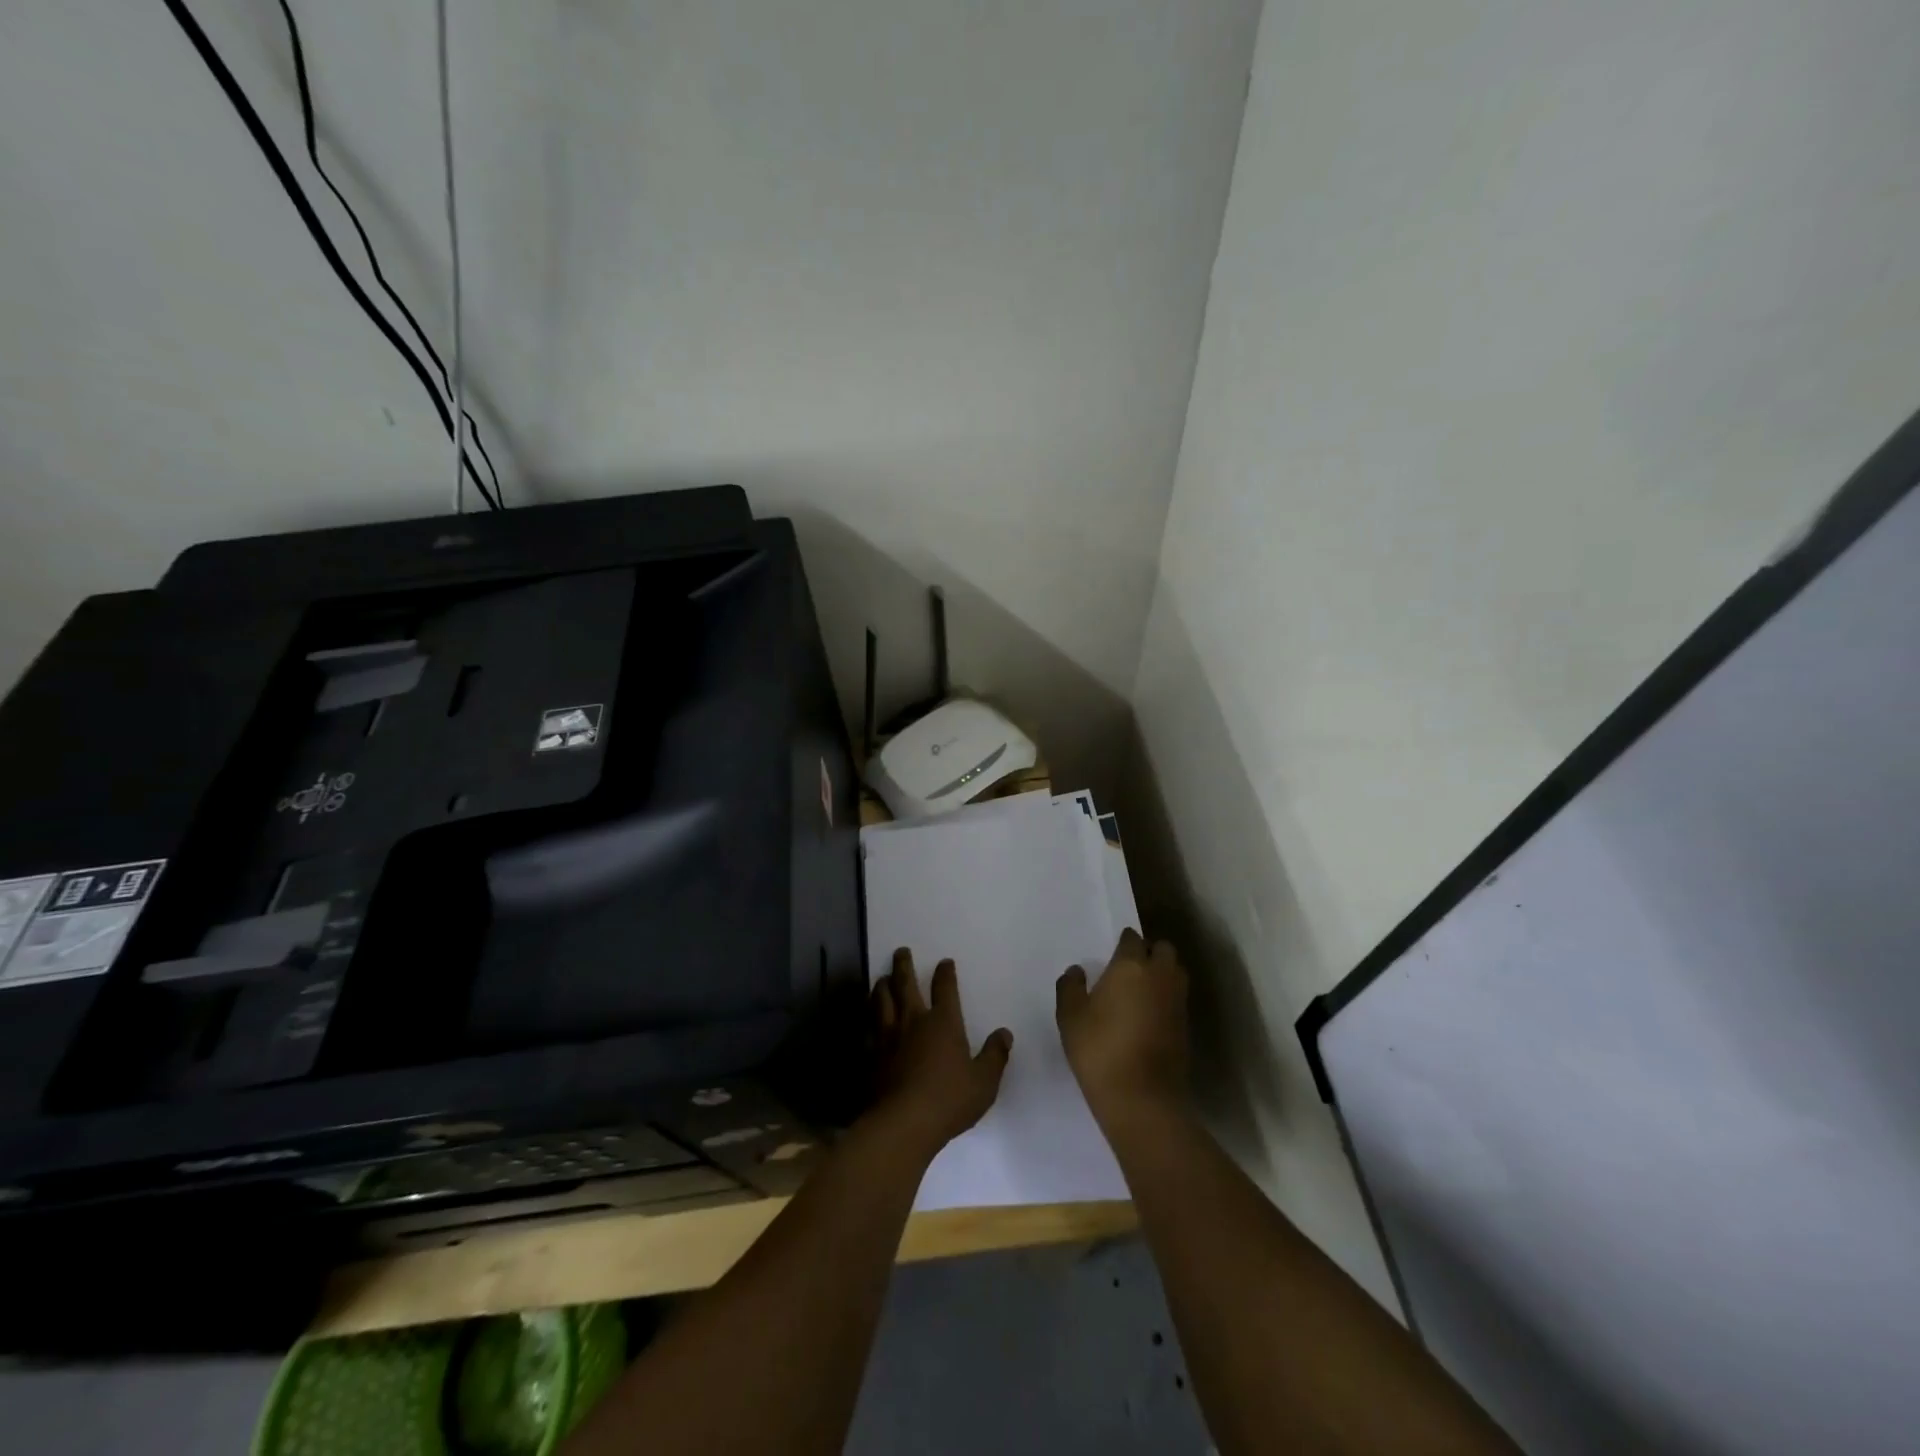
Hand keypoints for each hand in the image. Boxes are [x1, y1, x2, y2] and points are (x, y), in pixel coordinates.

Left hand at [870, 949, 1012, 1154]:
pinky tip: (869, 1018)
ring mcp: (888, 1037)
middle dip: (904, 966)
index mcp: (943, 1023)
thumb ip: (994, 1056)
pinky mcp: (872, 1055)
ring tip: (881, 978)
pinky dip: (869, 1016)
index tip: (945, 962)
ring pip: (882, 1001)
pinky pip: (869, 1027)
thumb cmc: (949, 1100)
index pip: (945, 989)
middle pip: (905, 984)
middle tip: (901, 951)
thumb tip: (1004, 1033)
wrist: (903, 1123)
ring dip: (882, 986)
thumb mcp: (984, 1082)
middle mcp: (913, 1021)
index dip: (945, 973)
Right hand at [1056, 929, 1189, 1128]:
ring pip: (1175, 972)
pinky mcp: (1186, 1026)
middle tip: (1129, 967)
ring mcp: (1177, 1001)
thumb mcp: (1070, 1017)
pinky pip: (1177, 998)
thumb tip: (1077, 971)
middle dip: (1150, 951)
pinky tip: (1148, 1014)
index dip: (1123, 942)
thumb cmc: (1099, 1050)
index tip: (1112, 953)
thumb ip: (1070, 987)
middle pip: (1163, 949)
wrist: (1142, 1098)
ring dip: (1162, 973)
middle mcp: (1160, 976)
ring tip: (1140, 989)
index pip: (1132, 939)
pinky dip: (1166, 998)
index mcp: (1131, 966)